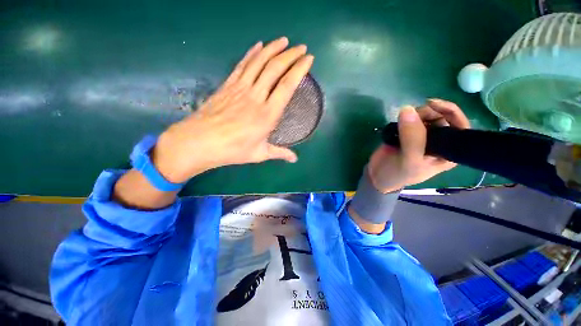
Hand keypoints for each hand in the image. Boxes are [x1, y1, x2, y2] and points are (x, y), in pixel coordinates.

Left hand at [152, 37, 313, 182]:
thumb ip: (279, 153)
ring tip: (284, 41)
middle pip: (275, 68)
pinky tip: (259, 45)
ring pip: (259, 62)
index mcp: (268, 114)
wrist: (200, 142)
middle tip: (302, 47)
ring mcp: (240, 88)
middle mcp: (256, 97)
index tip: (309, 59)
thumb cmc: (233, 150)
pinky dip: (252, 53)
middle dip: (291, 55)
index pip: (287, 86)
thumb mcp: (259, 154)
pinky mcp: (228, 85)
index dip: (299, 70)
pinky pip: (242, 65)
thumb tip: (295, 159)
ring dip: (273, 48)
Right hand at [368, 99, 470, 192]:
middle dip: (430, 112)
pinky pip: (411, 119)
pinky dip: (406, 116)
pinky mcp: (407, 133)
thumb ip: (412, 138)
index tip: (432, 105)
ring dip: (417, 113)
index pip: (460, 127)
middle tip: (414, 114)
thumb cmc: (397, 174)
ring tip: (403, 120)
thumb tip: (407, 109)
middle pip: (442, 117)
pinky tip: (399, 121)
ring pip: (427, 116)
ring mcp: (422, 136)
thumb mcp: (409, 160)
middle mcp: (438, 142)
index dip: (450, 112)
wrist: (377, 175)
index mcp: (447, 152)